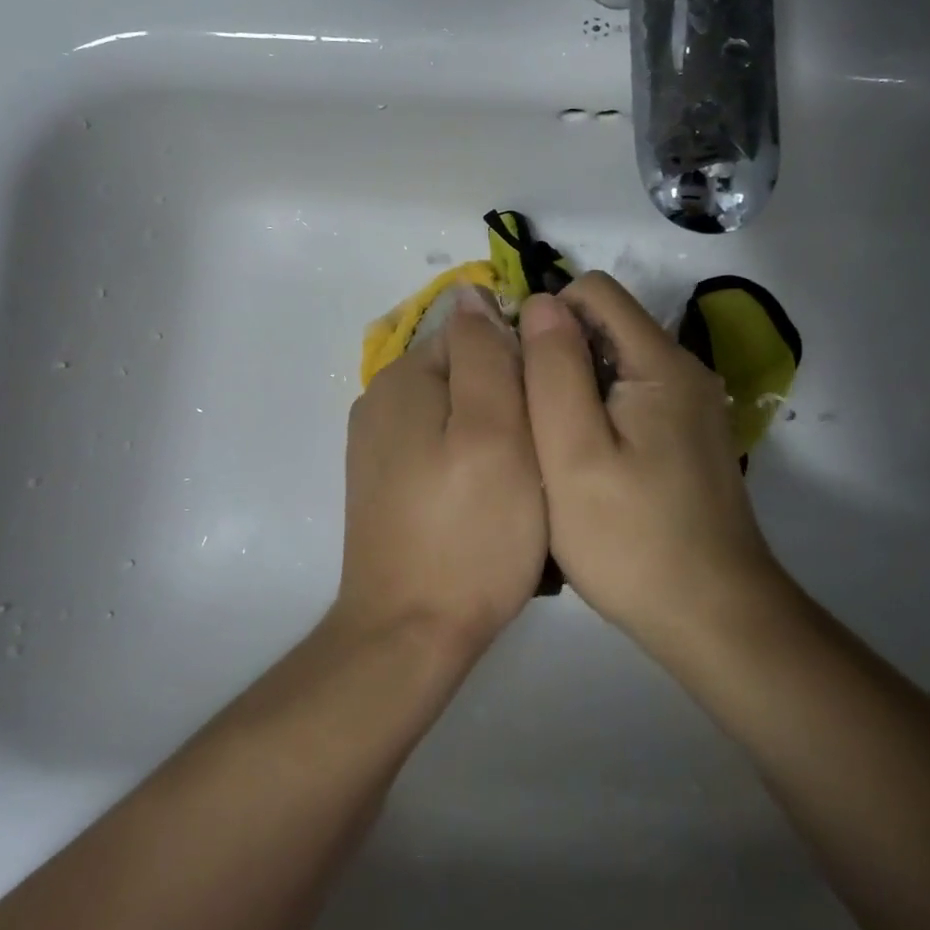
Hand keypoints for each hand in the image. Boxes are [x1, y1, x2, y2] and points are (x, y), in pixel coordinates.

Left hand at [336, 285, 547, 655]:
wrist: (409, 636)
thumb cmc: (469, 531)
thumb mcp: (494, 430)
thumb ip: (485, 355)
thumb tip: (473, 293)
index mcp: (403, 379)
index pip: (475, 333)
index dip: (522, 363)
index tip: (550, 409)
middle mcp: (381, 402)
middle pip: (466, 373)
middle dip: (509, 401)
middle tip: (541, 455)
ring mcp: (379, 447)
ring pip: (459, 414)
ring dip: (497, 436)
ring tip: (524, 485)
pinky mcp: (387, 486)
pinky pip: (443, 450)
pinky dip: (473, 464)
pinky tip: (492, 505)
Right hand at [518, 272, 781, 649]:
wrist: (714, 618)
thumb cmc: (631, 538)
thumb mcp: (572, 452)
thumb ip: (553, 369)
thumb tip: (542, 301)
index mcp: (661, 363)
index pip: (595, 291)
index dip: (548, 316)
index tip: (522, 373)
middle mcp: (685, 371)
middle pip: (607, 326)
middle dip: (559, 355)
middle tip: (532, 420)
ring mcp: (692, 407)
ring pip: (616, 364)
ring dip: (576, 388)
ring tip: (554, 447)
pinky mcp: (690, 438)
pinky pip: (634, 398)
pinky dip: (601, 413)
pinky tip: (588, 466)